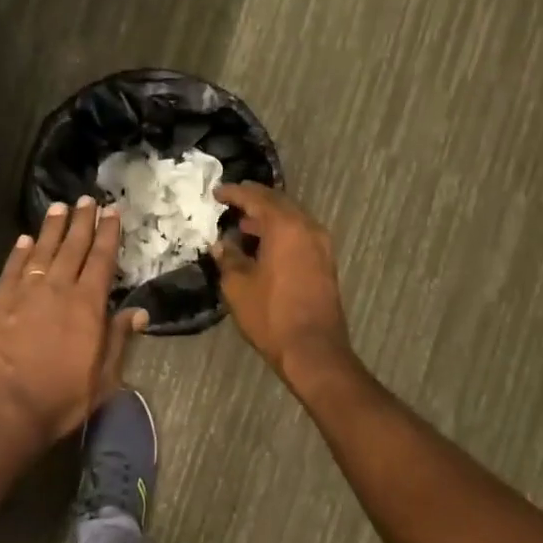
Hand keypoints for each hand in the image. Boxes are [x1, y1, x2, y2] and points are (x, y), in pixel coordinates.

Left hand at [0, 199, 147, 447]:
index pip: (101, 261)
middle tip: (87, 199)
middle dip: (82, 222)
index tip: (112, 211)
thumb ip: (117, 340)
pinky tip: (23, 240)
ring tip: (59, 208)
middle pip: (72, 248)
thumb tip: (137, 313)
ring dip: (52, 229)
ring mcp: (23, 293)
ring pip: (41, 251)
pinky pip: (11, 269)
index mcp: (87, 306)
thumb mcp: (102, 379)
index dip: (108, 235)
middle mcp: (56, 290)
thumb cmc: (58, 398)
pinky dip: (19, 252)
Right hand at [211, 184, 351, 382]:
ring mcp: (321, 245)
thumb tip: (222, 244)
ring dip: (269, 219)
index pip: (257, 198)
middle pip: (279, 203)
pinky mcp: (326, 263)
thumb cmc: (270, 315)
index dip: (234, 193)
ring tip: (244, 226)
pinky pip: (300, 235)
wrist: (312, 349)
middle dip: (254, 202)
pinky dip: (281, 233)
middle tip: (231, 204)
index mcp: (286, 226)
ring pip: (292, 220)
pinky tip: (264, 247)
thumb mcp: (238, 286)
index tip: (217, 193)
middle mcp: (308, 228)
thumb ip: (228, 258)